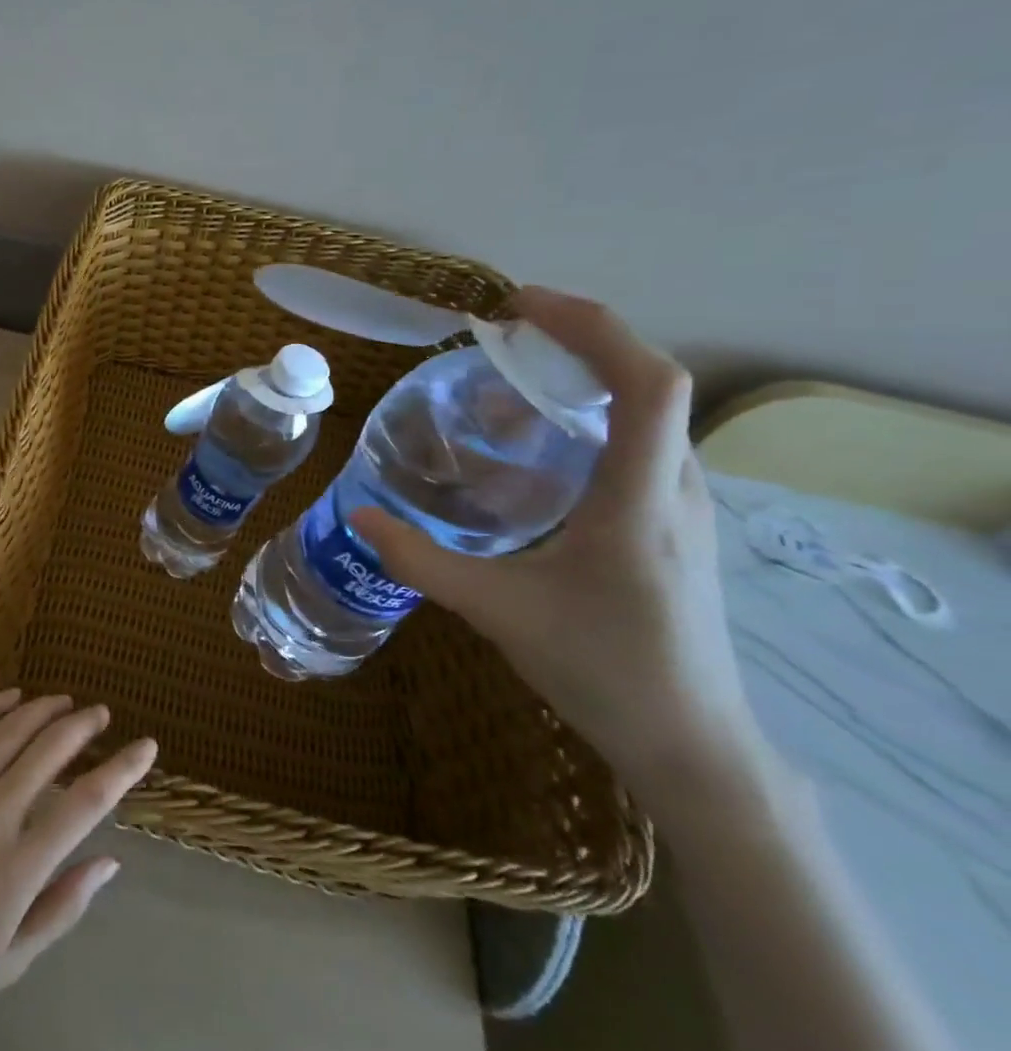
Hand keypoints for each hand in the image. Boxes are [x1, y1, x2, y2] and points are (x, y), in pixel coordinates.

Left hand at [0, 690, 157, 1039]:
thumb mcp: (13, 960)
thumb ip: (64, 905)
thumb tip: (110, 860)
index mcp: (18, 868)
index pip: (85, 804)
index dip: (121, 770)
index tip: (146, 746)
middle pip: (49, 752)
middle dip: (82, 726)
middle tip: (101, 714)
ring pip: (8, 732)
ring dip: (43, 710)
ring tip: (65, 702)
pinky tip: (11, 699)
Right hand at [351, 287, 760, 800]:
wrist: (690, 742)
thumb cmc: (601, 669)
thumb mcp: (496, 611)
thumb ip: (422, 561)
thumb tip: (360, 517)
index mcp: (641, 498)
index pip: (646, 382)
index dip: (591, 328)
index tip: (521, 308)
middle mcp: (675, 487)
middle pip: (649, 383)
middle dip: (578, 342)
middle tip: (503, 338)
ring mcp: (683, 506)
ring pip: (646, 414)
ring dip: (584, 380)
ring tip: (508, 388)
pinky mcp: (673, 525)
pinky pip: (638, 445)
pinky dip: (589, 419)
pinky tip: (536, 450)